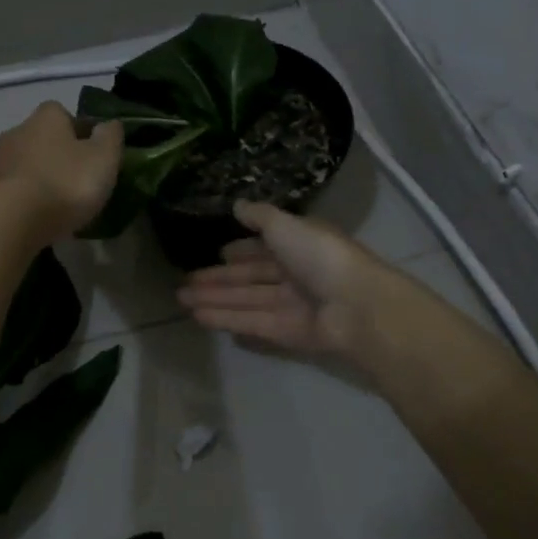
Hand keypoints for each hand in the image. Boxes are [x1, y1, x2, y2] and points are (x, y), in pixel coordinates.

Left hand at [0, 101, 122, 246]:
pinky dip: (27, 198)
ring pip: (28, 164)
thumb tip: (109, 124)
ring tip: (60, 205)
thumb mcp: (104, 158)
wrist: (11, 222)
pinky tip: (39, 218)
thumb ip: (111, 137)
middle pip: (44, 139)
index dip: (82, 132)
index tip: (94, 156)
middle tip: (80, 181)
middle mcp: (18, 130)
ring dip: (42, 178)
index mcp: (47, 117)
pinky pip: (15, 189)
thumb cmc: (65, 183)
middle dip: (60, 155)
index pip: (66, 114)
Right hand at [176, 201, 384, 357]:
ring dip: (215, 299)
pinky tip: (199, 316)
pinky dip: (226, 318)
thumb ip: (260, 216)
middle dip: (219, 278)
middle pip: (251, 277)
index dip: (242, 250)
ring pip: (247, 300)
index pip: (266, 246)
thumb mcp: (287, 225)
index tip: (218, 253)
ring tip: (181, 298)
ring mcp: (292, 305)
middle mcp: (296, 274)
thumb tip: (237, 204)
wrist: (356, 306)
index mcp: (301, 244)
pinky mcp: (287, 333)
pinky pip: (252, 322)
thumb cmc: (321, 256)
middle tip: (184, 281)